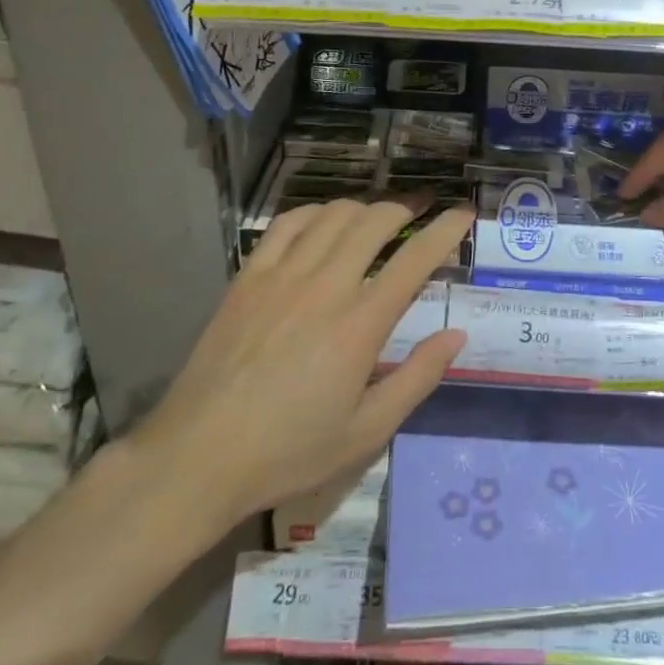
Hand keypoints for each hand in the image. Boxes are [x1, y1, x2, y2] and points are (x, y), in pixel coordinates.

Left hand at [130, 199, 469, 540]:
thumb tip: (457, 335)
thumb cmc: (289, 451)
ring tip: (377, 218)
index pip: (415, 258)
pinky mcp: (248, 277)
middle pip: (375, 221)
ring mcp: (282, 275)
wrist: (199, 457)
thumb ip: (417, 378)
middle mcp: (325, 285)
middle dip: (407, 208)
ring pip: (334, 215)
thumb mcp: (366, 432)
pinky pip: (287, 224)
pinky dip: (315, 212)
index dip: (446, 230)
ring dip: (364, 208)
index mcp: (360, 324)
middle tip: (421, 212)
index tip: (464, 214)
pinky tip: (324, 222)